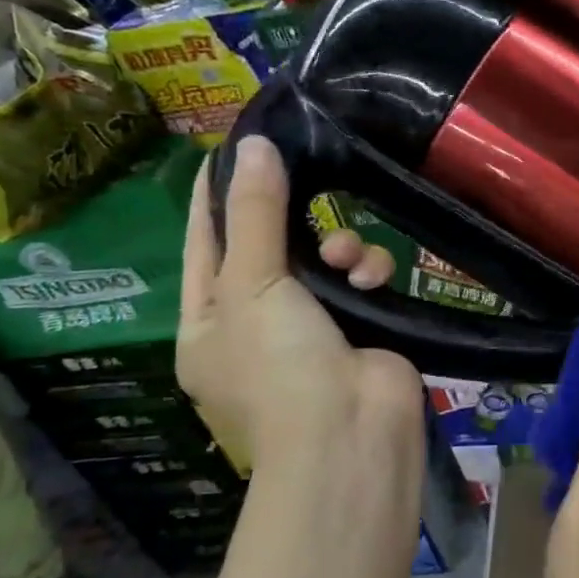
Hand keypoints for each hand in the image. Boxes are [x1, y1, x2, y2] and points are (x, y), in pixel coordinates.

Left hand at [178, 136, 425, 501]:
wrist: (351, 434)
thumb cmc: (279, 364)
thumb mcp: (251, 284)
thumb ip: (253, 212)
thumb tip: (252, 144)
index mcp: (209, 320)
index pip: (205, 241)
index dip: (215, 194)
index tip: (234, 146)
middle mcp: (258, 322)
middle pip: (271, 244)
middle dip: (290, 215)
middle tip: (306, 173)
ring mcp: (313, 326)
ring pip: (324, 256)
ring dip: (339, 245)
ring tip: (348, 258)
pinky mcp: (363, 324)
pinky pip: (362, 277)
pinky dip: (368, 271)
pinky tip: (373, 279)